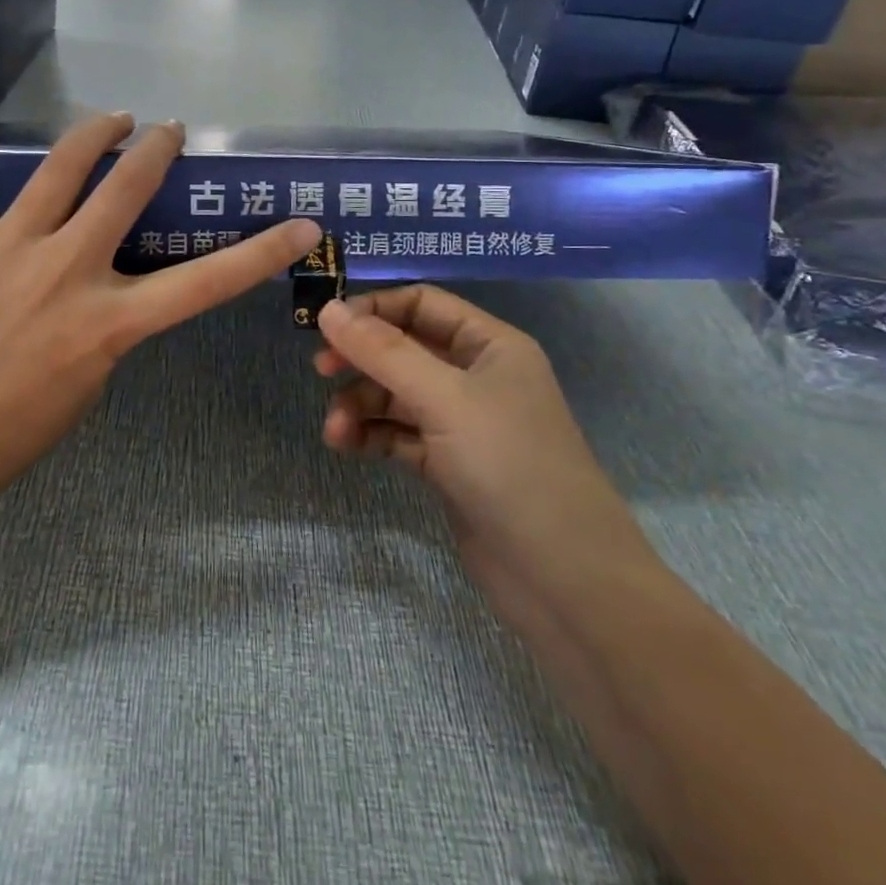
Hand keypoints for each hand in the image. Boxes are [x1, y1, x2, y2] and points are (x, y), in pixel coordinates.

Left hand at [0, 76, 321, 515]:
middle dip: (157, 151)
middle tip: (169, 132)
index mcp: (109, 322)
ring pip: (60, 166)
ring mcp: (7, 246)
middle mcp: (66, 270)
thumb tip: (109, 281)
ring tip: (115, 119)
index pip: (206, 282)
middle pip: (128, 189)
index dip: (263, 253)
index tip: (301, 225)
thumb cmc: (14, 429)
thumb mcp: (91, 382)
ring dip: (95, 132)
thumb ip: (110, 322)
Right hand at [313, 288, 652, 614]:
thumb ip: (383, 352)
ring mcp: (464, 422)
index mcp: (490, 345)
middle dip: (361, 358)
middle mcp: (477, 376)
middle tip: (320, 370)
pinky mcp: (450, 464)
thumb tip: (328, 309)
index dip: (373, 309)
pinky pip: (400, 433)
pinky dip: (372, 434)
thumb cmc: (510, 468)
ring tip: (334, 431)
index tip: (327, 327)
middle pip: (404, 348)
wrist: (564, 580)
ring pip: (397, 393)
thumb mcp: (444, 399)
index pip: (421, 304)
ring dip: (361, 404)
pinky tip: (347, 446)